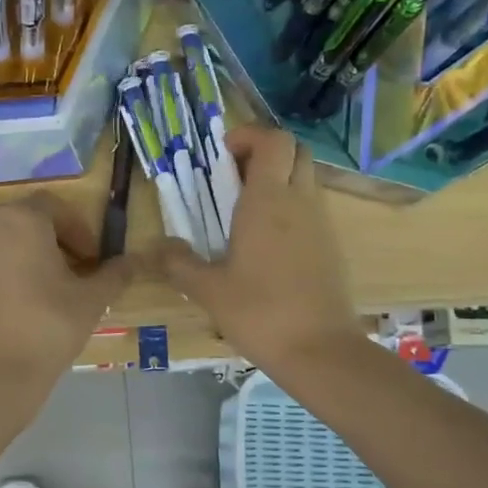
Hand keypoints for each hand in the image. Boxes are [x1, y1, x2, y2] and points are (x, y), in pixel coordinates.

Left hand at [0, 193, 130, 389]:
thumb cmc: (47, 328)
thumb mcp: (92, 301)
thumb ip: (115, 274)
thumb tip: (132, 261)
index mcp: (22, 220)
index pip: (54, 207)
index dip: (77, 229)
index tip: (90, 259)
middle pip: (21, 221)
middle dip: (46, 240)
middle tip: (66, 273)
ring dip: (16, 257)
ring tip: (34, 292)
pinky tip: (3, 310)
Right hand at [151, 126, 362, 376]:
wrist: (321, 351)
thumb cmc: (261, 313)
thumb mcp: (209, 290)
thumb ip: (179, 263)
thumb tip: (157, 248)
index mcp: (269, 200)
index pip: (273, 139)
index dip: (248, 135)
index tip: (221, 155)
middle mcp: (300, 201)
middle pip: (295, 150)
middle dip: (264, 151)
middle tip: (232, 177)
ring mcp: (321, 222)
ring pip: (305, 177)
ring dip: (277, 179)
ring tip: (242, 211)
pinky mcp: (331, 245)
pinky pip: (311, 207)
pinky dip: (289, 206)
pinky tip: (264, 243)